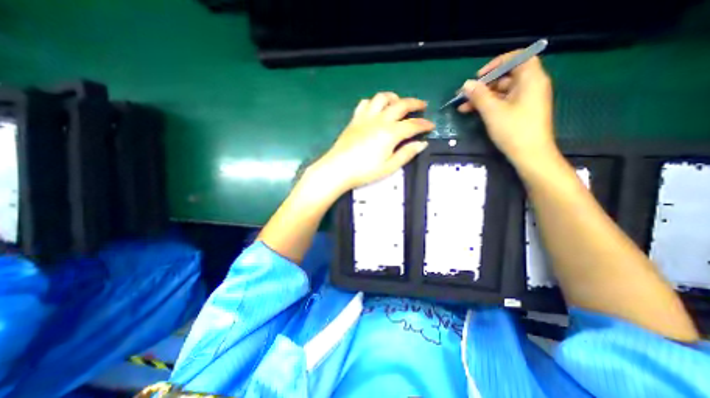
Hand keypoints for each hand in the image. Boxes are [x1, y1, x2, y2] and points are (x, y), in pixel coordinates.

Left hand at [315, 91, 434, 194]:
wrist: (338, 169)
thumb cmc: (364, 171)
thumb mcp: (389, 167)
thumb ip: (406, 154)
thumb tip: (421, 144)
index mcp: (391, 133)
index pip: (413, 124)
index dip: (424, 124)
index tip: (431, 125)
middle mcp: (380, 120)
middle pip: (401, 105)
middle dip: (414, 103)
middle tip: (422, 106)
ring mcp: (366, 117)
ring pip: (382, 98)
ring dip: (394, 97)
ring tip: (398, 103)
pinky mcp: (355, 119)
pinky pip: (365, 103)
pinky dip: (374, 102)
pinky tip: (376, 109)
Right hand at [461, 50, 560, 167]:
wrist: (530, 155)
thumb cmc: (514, 130)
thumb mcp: (492, 111)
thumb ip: (479, 95)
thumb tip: (466, 84)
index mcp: (531, 79)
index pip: (518, 58)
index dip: (497, 63)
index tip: (479, 76)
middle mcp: (530, 86)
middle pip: (506, 76)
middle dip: (483, 85)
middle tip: (465, 94)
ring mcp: (525, 100)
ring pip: (501, 92)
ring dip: (482, 97)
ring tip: (463, 107)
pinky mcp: (520, 112)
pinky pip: (503, 102)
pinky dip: (488, 105)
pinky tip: (472, 112)